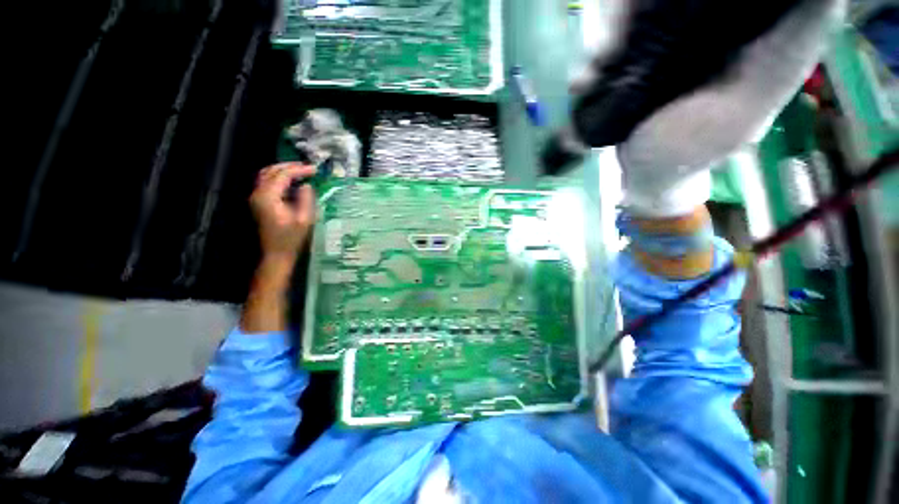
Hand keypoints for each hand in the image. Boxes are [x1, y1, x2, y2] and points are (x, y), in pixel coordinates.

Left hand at [250, 163, 316, 262]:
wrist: (276, 254)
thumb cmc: (291, 238)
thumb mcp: (304, 220)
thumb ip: (305, 200)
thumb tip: (306, 185)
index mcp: (268, 197)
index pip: (282, 175)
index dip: (299, 170)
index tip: (315, 169)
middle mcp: (258, 194)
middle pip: (271, 171)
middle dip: (289, 166)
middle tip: (308, 167)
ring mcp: (256, 198)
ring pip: (266, 175)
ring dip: (283, 170)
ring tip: (300, 171)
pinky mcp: (259, 203)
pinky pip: (267, 183)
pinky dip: (279, 178)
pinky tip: (292, 182)